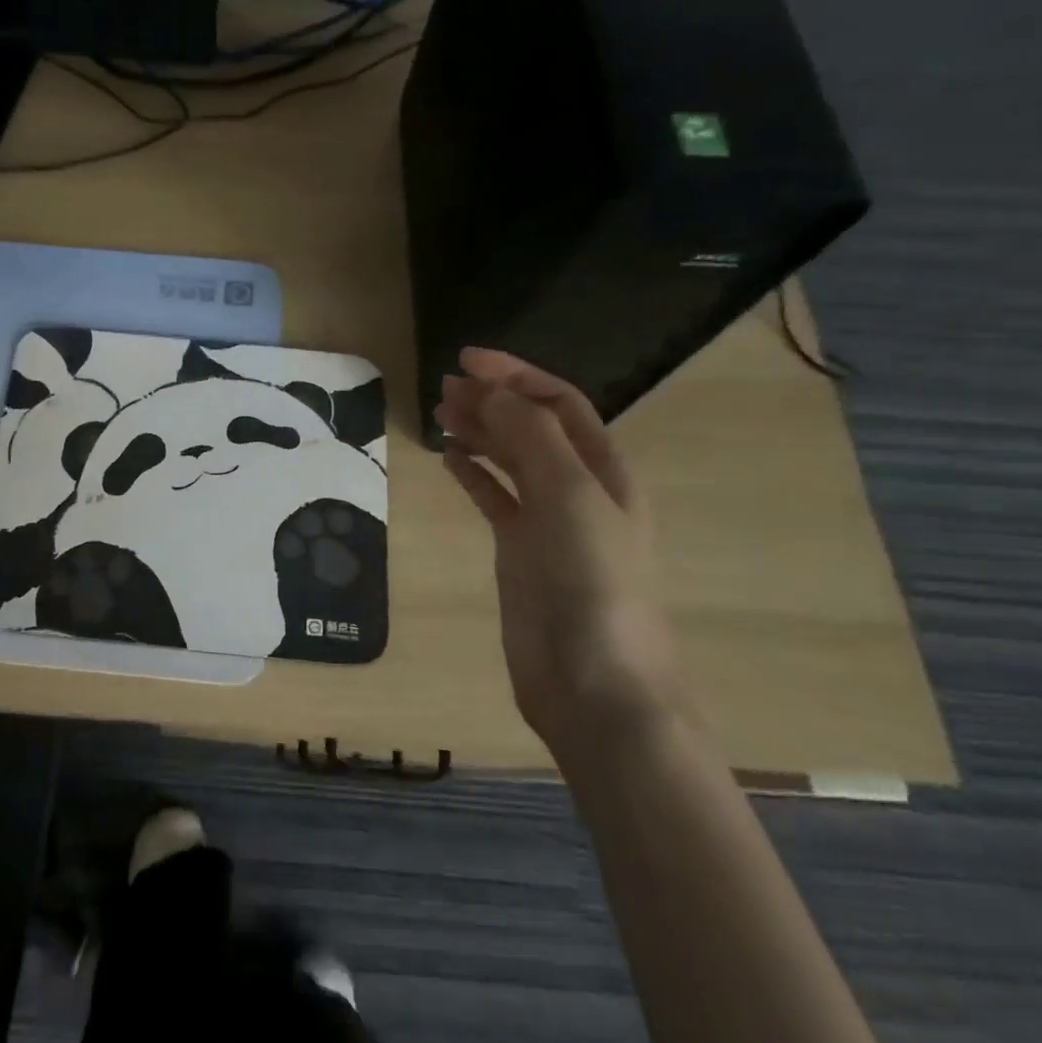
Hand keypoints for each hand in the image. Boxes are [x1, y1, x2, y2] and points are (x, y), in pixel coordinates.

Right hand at [435, 348, 693, 762]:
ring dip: (478, 431)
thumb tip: (493, 393)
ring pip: (509, 460)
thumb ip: (532, 437)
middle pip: (530, 427)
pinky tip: (449, 458)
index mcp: (602, 469)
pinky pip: (493, 498)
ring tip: (439, 412)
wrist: (594, 682)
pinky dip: (472, 474)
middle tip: (442, 386)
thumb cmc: (593, 583)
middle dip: (491, 400)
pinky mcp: (519, 551)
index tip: (466, 360)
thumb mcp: (570, 497)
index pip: (558, 403)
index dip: (516, 375)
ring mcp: (546, 521)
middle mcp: (576, 488)